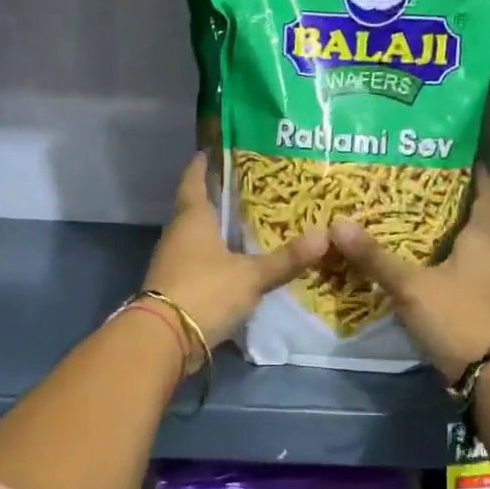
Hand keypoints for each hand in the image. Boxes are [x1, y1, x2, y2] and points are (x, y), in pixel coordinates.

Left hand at [143, 153, 326, 363]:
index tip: (213, 150)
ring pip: (197, 237)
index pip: (194, 179)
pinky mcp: (174, 287)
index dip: (204, 163)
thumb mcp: (251, 276)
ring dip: (217, 232)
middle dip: (219, 199)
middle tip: (248, 189)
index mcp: (192, 217)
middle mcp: (178, 233)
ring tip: (247, 226)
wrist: (164, 339)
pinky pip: (198, 263)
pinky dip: (215, 259)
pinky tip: (235, 263)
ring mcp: (172, 261)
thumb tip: (325, 237)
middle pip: (197, 208)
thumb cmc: (206, 291)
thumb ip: (285, 260)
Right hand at [330, 169, 489, 382]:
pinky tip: (415, 266)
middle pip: (474, 220)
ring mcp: (488, 284)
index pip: (486, 193)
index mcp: (484, 239)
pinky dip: (439, 264)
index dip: (475, 173)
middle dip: (448, 203)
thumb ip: (375, 257)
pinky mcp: (479, 307)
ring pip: (465, 249)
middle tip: (413, 187)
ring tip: (407, 222)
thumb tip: (338, 224)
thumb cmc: (457, 316)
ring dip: (442, 236)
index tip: (454, 155)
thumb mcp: (411, 285)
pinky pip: (458, 274)